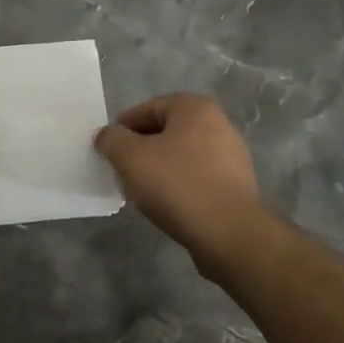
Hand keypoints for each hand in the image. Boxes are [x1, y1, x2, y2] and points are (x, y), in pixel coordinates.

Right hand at [94, 93, 267, 275]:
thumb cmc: (177, 184)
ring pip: (182, 156)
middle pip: (166, 132)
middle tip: (122, 171)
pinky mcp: (237, 186)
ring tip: (142, 191)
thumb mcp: (130, 157)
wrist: (229, 234)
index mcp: (194, 108)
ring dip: (160, 169)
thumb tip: (106, 135)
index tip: (109, 150)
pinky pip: (198, 177)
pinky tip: (167, 205)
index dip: (123, 128)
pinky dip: (179, 186)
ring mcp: (232, 156)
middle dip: (141, 149)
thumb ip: (112, 140)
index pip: (147, 108)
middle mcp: (218, 124)